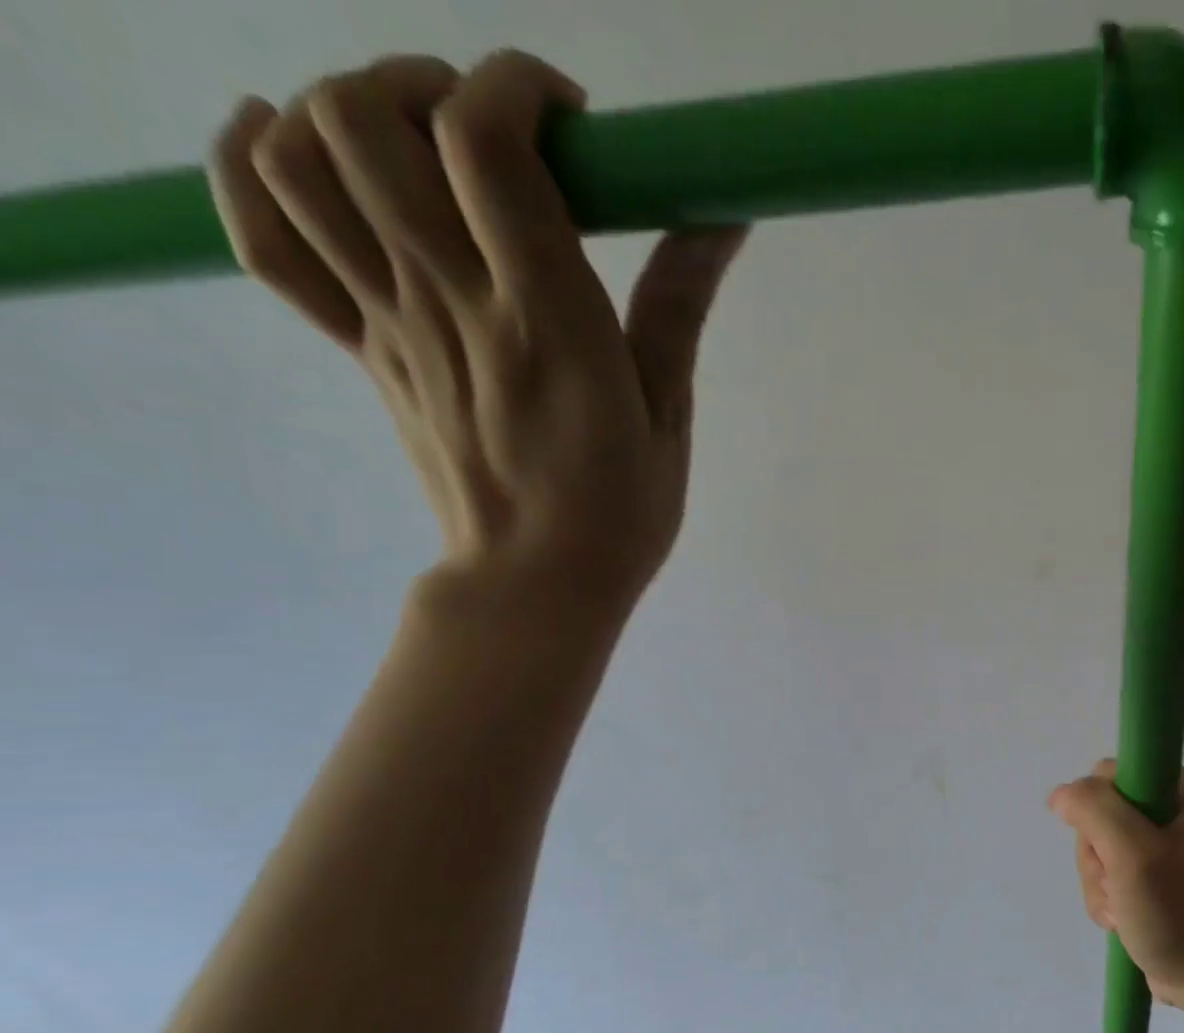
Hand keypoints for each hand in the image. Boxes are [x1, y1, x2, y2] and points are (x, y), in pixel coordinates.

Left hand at [208, 51, 744, 617]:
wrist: (535, 583)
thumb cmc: (621, 513)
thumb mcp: (668, 417)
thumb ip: (679, 309)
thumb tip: (720, 216)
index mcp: (545, 326)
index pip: (489, 147)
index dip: (518, 88)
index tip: (572, 119)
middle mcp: (451, 305)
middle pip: (368, 119)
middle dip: (428, 86)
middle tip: (493, 135)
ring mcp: (391, 324)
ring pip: (301, 157)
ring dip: (347, 111)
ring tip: (420, 148)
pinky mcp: (360, 350)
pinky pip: (265, 238)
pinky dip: (252, 166)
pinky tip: (292, 147)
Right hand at [1049, 761, 1183, 1006]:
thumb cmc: (1181, 915)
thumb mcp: (1135, 856)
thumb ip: (1095, 811)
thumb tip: (1060, 795)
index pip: (1113, 775)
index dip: (1099, 814)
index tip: (1114, 852)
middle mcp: (1182, 806)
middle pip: (1101, 812)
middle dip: (1099, 858)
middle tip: (1121, 890)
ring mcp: (1168, 840)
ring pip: (1098, 844)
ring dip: (1099, 882)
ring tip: (1124, 911)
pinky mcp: (1156, 870)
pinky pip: (1108, 869)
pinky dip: (1106, 896)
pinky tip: (1123, 918)